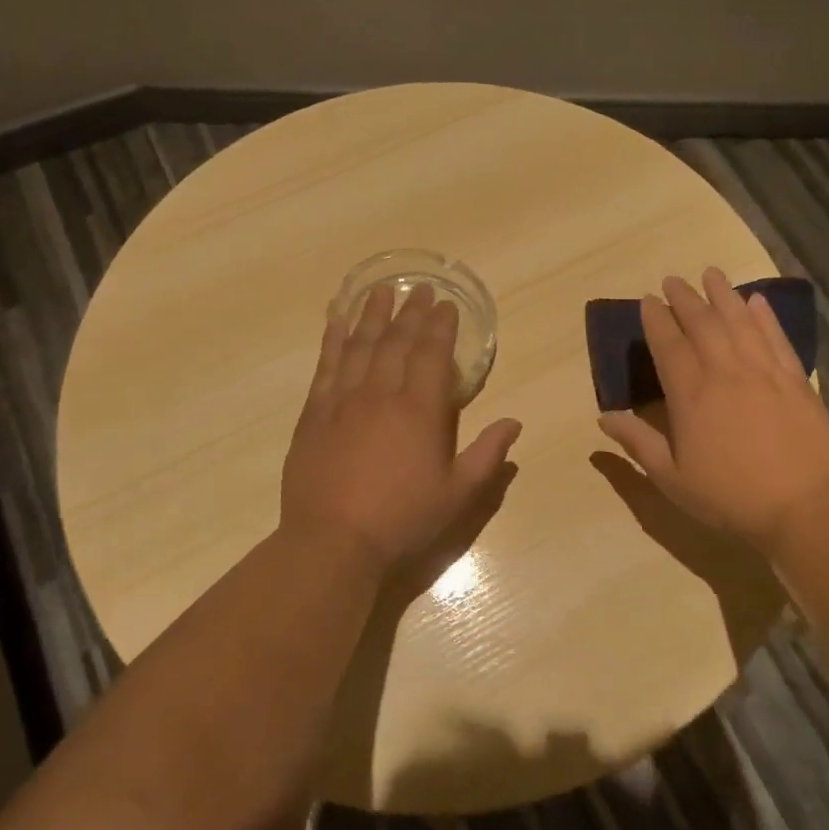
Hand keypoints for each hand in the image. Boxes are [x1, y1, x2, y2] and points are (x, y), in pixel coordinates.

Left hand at [281, 281, 521, 573]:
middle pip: (397, 341)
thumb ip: (487, 455)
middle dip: (410, 311)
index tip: (445, 304)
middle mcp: (381, 395)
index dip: (440, 326)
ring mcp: (343, 401)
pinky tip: (337, 320)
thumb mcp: (457, 495)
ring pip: (360, 345)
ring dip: (372, 315)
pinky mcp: (314, 413)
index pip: (432, 355)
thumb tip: (514, 423)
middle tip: (418, 288)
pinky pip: (326, 365)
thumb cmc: (402, 520)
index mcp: (420, 412)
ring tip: (380, 290)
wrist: (333, 541)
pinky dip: (333, 339)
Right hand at [598, 268, 828, 551]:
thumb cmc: (729, 497)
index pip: (669, 346)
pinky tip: (757, 301)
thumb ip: (638, 443)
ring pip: (740, 322)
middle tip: (674, 280)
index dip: (657, 320)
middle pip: (703, 324)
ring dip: (723, 295)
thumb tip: (604, 416)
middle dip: (685, 299)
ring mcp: (764, 373)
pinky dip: (765, 317)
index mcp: (691, 396)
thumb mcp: (671, 479)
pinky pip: (777, 339)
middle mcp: (726, 373)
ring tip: (711, 274)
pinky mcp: (796, 381)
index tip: (649, 300)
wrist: (803, 508)